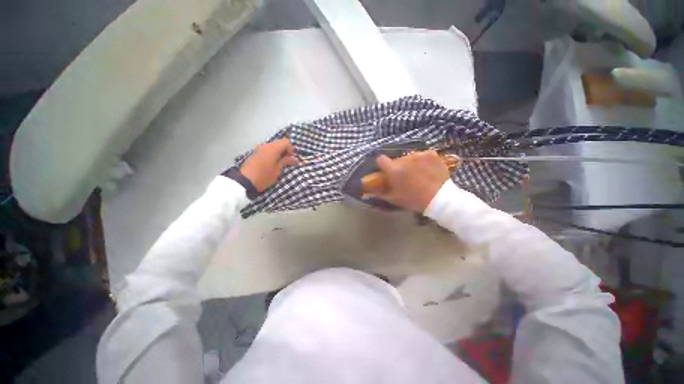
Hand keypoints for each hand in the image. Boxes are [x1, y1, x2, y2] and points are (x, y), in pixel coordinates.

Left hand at [240, 138, 298, 191]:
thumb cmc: (264, 176)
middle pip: (279, 143)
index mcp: (272, 148)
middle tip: (287, 161)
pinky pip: (266, 150)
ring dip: (278, 152)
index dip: (291, 149)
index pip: (286, 142)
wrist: (245, 181)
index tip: (291, 159)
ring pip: (273, 146)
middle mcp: (265, 145)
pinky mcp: (255, 153)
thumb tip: (295, 159)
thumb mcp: (277, 170)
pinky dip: (272, 154)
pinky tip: (272, 163)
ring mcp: (259, 148)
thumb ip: (286, 161)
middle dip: (285, 150)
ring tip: (280, 163)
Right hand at [373, 150, 451, 211]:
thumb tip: (367, 192)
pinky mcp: (432, 154)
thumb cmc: (414, 200)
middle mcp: (405, 159)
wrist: (440, 199)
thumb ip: (380, 193)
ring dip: (411, 163)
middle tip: (405, 176)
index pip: (381, 159)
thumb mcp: (394, 199)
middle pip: (397, 159)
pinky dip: (423, 160)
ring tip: (418, 173)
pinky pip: (423, 155)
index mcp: (395, 170)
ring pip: (410, 157)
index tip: (385, 170)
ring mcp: (420, 155)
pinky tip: (428, 169)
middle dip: (398, 166)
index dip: (382, 164)